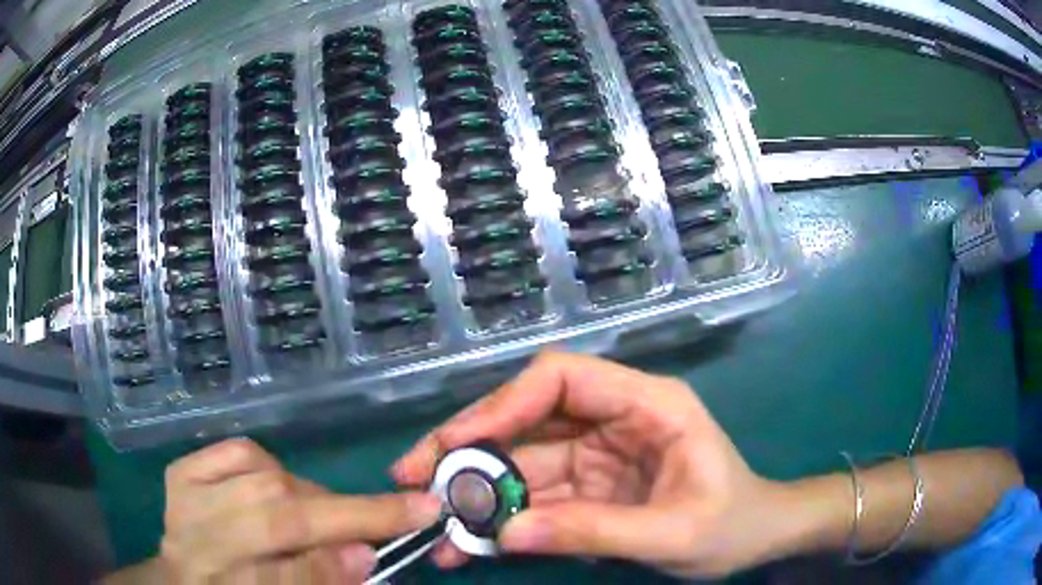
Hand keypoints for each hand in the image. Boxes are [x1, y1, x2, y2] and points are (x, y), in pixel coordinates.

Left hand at [113, 438, 441, 583]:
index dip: (357, 534)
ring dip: (307, 496)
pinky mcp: (182, 471)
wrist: (182, 580)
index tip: (422, 512)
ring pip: (263, 477)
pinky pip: (237, 451)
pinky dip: (269, 465)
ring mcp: (184, 496)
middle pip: (278, 513)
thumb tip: (363, 552)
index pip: (294, 562)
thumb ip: (317, 580)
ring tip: (318, 519)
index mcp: (225, 580)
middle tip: (378, 521)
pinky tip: (274, 489)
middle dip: (341, 515)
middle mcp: (196, 537)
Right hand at [394, 352, 796, 577]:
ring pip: (520, 463)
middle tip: (413, 477)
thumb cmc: (733, 524)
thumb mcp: (673, 533)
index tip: (458, 442)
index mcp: (647, 405)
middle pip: (527, 419)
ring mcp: (596, 456)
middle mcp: (614, 420)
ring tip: (432, 522)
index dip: (505, 403)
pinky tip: (469, 544)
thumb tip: (505, 533)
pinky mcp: (587, 488)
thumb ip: (593, 532)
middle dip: (467, 448)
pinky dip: (500, 519)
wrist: (756, 540)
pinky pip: (533, 498)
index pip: (563, 377)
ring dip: (476, 492)